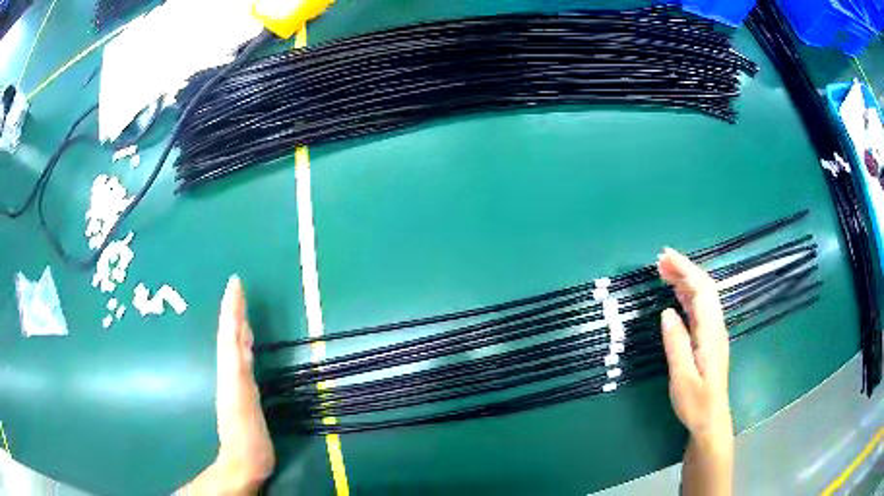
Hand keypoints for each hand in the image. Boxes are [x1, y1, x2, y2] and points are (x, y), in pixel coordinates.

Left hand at [178, 276, 274, 494]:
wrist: (243, 463)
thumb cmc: (247, 440)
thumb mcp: (242, 408)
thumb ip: (239, 378)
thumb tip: (237, 346)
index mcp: (232, 374)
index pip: (230, 334)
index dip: (232, 310)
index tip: (234, 284)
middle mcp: (232, 373)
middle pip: (230, 336)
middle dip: (233, 311)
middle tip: (237, 287)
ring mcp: (236, 383)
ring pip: (234, 346)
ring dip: (237, 324)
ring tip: (241, 307)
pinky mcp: (243, 393)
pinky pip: (241, 360)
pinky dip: (243, 345)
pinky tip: (246, 342)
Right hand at [657, 248, 731, 436]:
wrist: (711, 419)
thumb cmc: (696, 402)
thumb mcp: (682, 377)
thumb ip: (676, 344)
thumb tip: (667, 313)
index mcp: (710, 332)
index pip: (701, 290)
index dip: (685, 270)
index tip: (665, 257)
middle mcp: (715, 327)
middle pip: (704, 288)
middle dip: (685, 269)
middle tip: (660, 260)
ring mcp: (713, 332)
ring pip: (703, 297)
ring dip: (686, 280)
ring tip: (664, 271)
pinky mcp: (709, 339)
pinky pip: (700, 309)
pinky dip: (688, 295)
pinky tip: (676, 295)